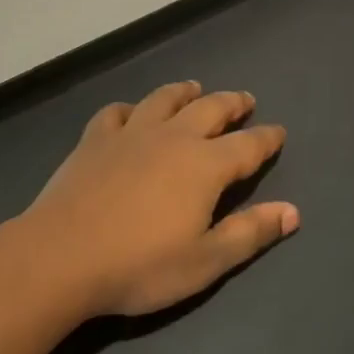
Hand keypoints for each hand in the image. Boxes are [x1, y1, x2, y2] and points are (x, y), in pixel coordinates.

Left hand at [17, 80, 297, 317]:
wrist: (61, 256)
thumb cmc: (140, 265)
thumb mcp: (205, 261)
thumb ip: (250, 232)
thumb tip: (293, 212)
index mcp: (205, 166)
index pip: (248, 145)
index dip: (267, 139)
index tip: (279, 132)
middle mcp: (172, 138)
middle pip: (210, 109)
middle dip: (232, 103)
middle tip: (244, 100)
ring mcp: (130, 133)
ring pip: (164, 100)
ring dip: (184, 92)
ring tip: (194, 88)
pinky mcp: (94, 139)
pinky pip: (116, 112)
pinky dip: (129, 108)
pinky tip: (130, 112)